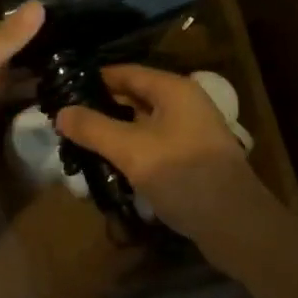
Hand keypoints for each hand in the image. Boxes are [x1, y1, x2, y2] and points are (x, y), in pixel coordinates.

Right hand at [56, 64, 273, 251]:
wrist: (237, 225)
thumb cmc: (184, 176)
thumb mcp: (132, 151)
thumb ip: (94, 129)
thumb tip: (60, 112)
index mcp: (173, 89)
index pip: (125, 72)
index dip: (94, 79)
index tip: (63, 90)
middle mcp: (184, 103)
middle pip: (135, 97)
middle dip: (102, 108)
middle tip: (67, 121)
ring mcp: (191, 132)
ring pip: (143, 123)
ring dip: (116, 133)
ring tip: (82, 145)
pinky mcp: (192, 159)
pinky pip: (154, 145)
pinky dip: (133, 151)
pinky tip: (112, 167)